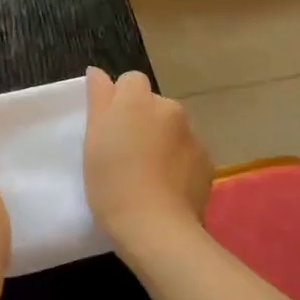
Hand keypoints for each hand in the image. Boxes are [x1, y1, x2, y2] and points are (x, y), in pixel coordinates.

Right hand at [83, 66, 212, 249]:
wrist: (156, 228)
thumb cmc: (112, 182)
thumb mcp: (92, 140)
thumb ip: (98, 99)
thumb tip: (97, 71)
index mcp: (138, 100)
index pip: (130, 81)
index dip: (119, 100)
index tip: (109, 128)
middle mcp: (170, 108)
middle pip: (153, 105)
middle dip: (141, 120)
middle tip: (124, 153)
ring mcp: (192, 135)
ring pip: (171, 129)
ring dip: (161, 140)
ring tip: (146, 174)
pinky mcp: (207, 162)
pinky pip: (187, 152)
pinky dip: (177, 162)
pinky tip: (165, 187)